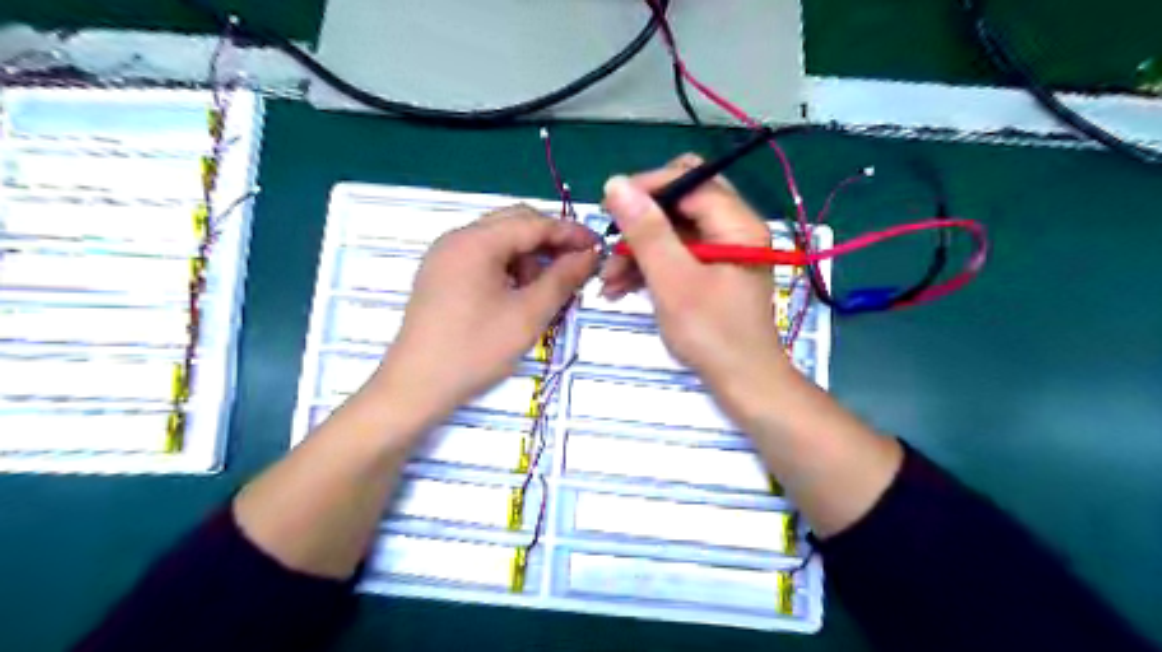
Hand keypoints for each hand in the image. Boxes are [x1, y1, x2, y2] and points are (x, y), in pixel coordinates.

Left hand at [375, 202, 599, 422]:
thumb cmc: (474, 350)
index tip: (599, 247)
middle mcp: (457, 237)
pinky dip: (508, 266)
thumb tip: (589, 254)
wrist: (415, 386)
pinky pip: (482, 256)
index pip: (534, 222)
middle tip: (576, 266)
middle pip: (514, 223)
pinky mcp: (440, 273)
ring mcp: (445, 255)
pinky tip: (517, 293)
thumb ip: (562, 279)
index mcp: (476, 241)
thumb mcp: (528, 315)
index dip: (570, 232)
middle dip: (549, 241)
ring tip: (543, 290)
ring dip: (528, 255)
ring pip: (499, 239)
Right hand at [600, 155, 788, 394]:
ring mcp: (721, 251)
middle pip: (680, 202)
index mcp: (736, 223)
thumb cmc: (713, 335)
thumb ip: (647, 232)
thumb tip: (616, 184)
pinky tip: (621, 288)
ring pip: (673, 231)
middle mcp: (733, 229)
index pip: (688, 179)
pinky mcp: (710, 272)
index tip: (609, 208)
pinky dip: (649, 267)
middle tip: (610, 243)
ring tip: (608, 280)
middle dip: (640, 221)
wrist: (743, 384)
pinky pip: (675, 255)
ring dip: (638, 250)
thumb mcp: (674, 282)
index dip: (646, 188)